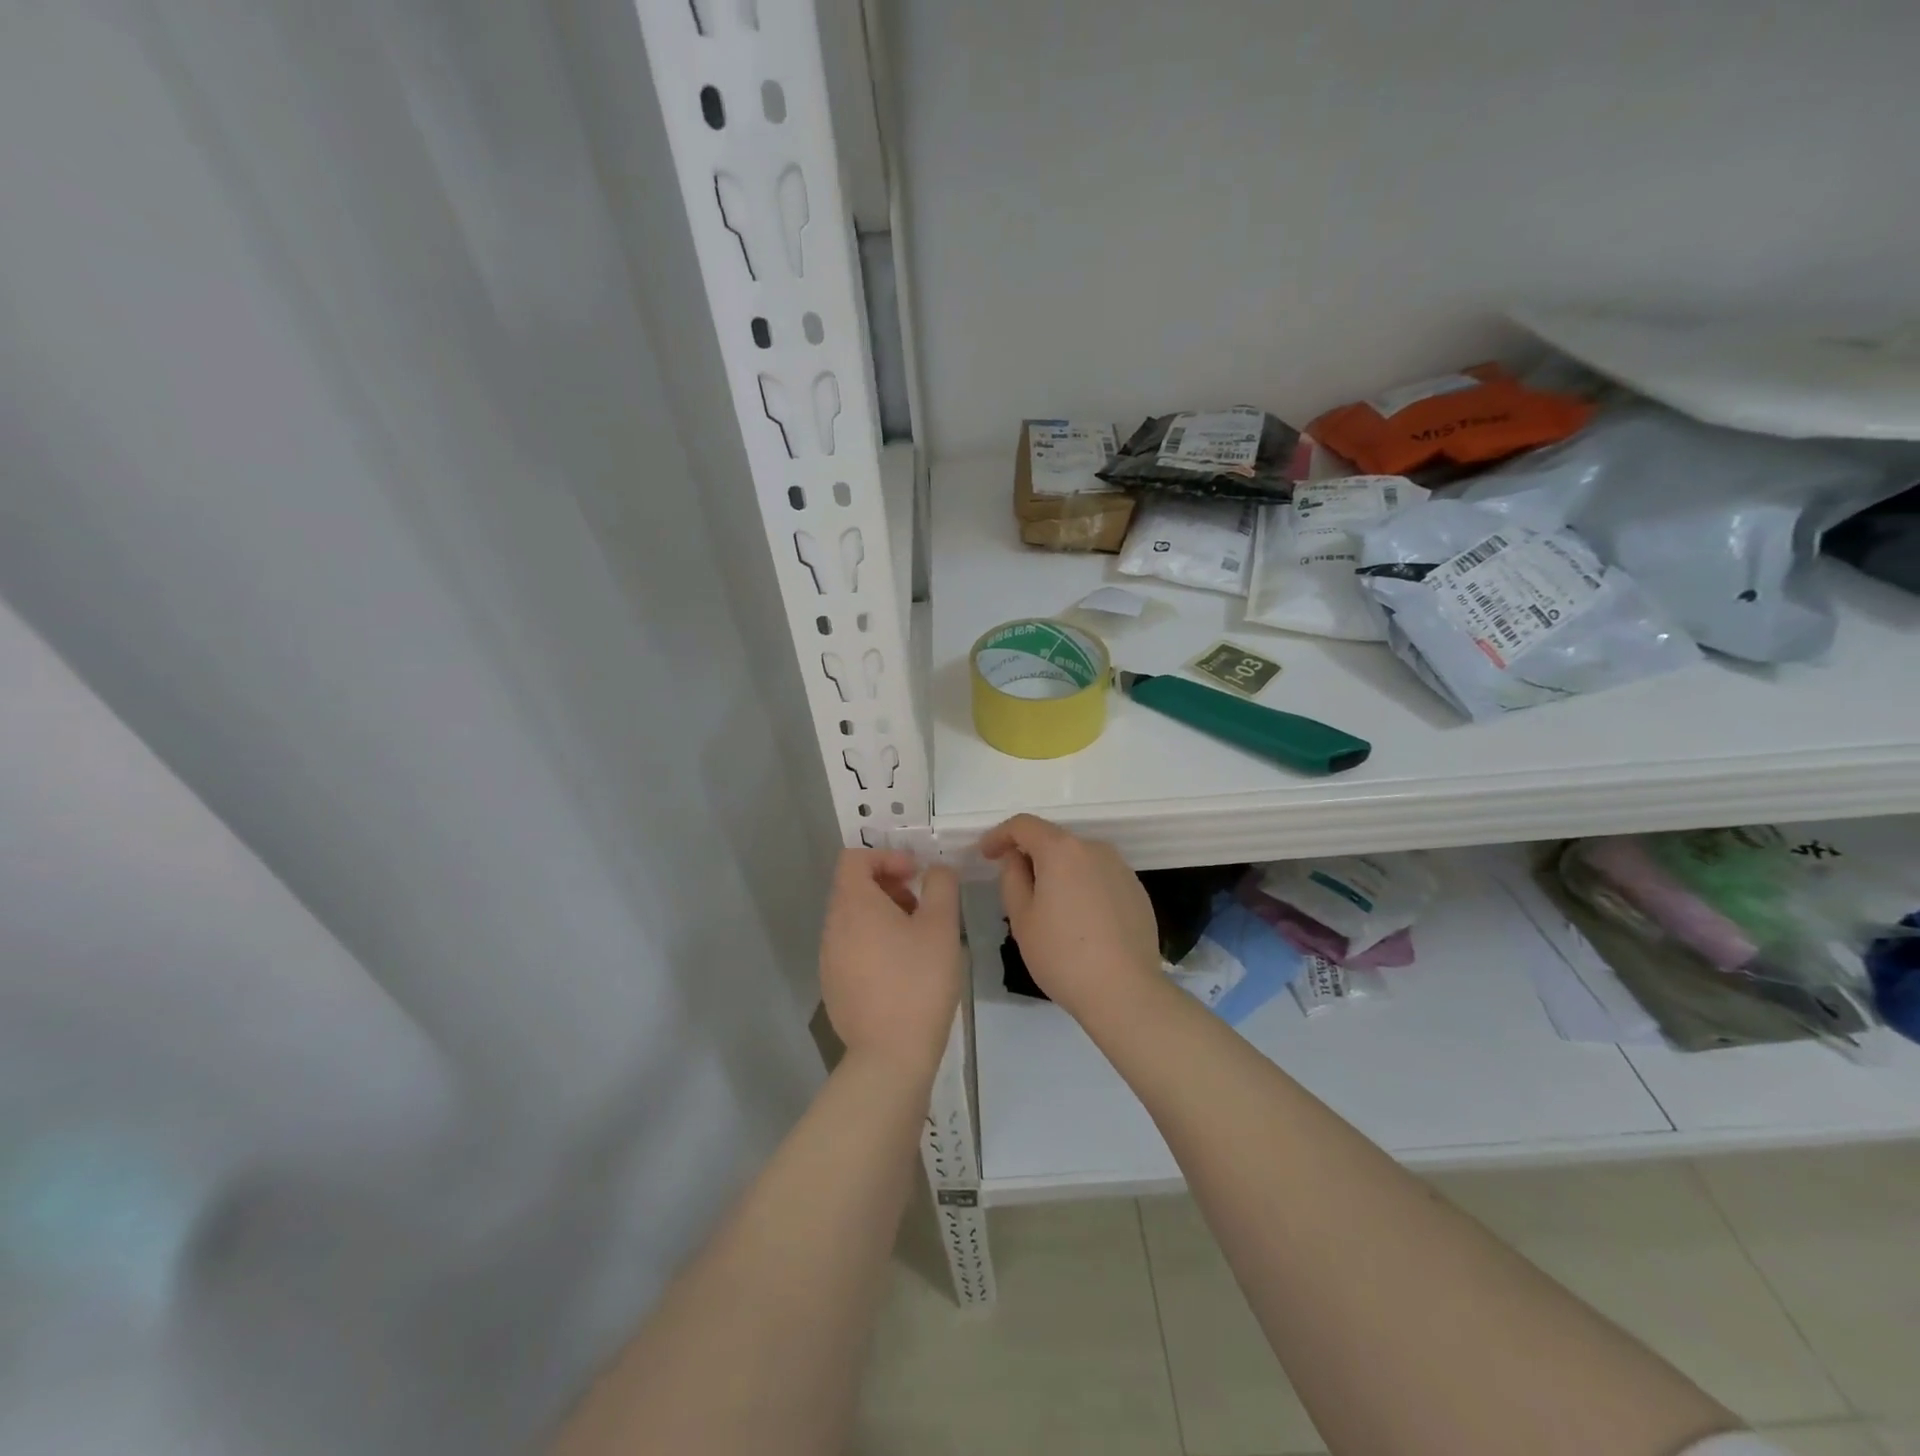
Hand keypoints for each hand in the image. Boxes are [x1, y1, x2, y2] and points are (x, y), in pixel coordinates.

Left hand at [819, 849, 961, 1078]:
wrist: (890, 1055)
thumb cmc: (919, 981)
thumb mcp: (942, 926)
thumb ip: (941, 886)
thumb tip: (935, 871)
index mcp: (853, 905)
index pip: (854, 858)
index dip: (886, 857)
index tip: (916, 875)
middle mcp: (832, 927)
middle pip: (853, 887)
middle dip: (889, 886)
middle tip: (921, 907)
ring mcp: (829, 958)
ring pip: (853, 919)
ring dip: (883, 915)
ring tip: (916, 939)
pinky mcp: (833, 986)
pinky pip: (851, 947)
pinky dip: (874, 942)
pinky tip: (902, 969)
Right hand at [979, 814, 1161, 1019]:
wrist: (1125, 991)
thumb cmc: (1062, 955)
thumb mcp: (1022, 918)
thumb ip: (1012, 878)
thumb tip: (1016, 858)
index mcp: (1061, 850)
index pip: (1023, 825)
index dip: (1000, 835)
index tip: (986, 854)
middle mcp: (1094, 849)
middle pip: (1054, 841)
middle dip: (1031, 857)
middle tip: (1016, 889)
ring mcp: (1121, 869)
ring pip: (1079, 860)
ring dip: (1059, 873)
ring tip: (1050, 911)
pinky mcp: (1137, 891)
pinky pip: (1100, 879)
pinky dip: (1084, 888)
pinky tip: (1081, 922)